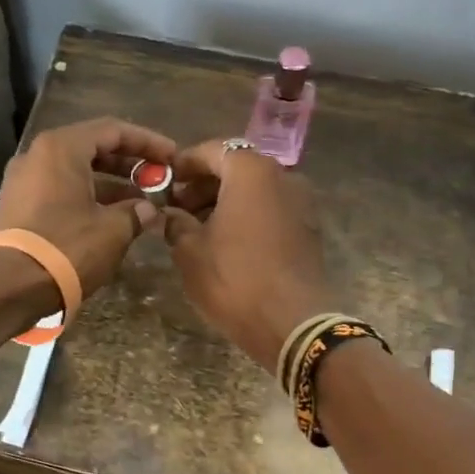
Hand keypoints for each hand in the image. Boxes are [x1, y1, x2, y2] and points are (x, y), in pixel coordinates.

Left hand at [0, 118, 177, 297]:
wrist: (8, 287)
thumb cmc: (67, 247)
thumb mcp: (113, 230)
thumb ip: (136, 212)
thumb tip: (148, 209)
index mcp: (61, 148)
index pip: (113, 130)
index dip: (148, 142)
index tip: (172, 156)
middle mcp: (38, 155)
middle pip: (92, 147)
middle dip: (129, 163)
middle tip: (158, 177)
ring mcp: (23, 181)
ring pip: (76, 171)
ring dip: (110, 183)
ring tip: (142, 201)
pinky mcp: (18, 206)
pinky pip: (60, 189)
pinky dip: (88, 196)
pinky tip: (112, 216)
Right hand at [162, 140, 336, 370]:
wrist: (292, 323)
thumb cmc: (234, 278)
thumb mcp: (190, 250)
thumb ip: (175, 222)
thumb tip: (168, 214)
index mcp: (251, 171)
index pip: (212, 150)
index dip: (185, 163)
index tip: (165, 180)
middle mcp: (283, 176)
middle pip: (237, 167)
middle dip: (205, 183)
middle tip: (178, 206)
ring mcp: (302, 202)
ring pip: (256, 189)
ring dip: (226, 200)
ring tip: (198, 227)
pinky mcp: (309, 228)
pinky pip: (272, 208)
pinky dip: (248, 214)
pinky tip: (227, 241)